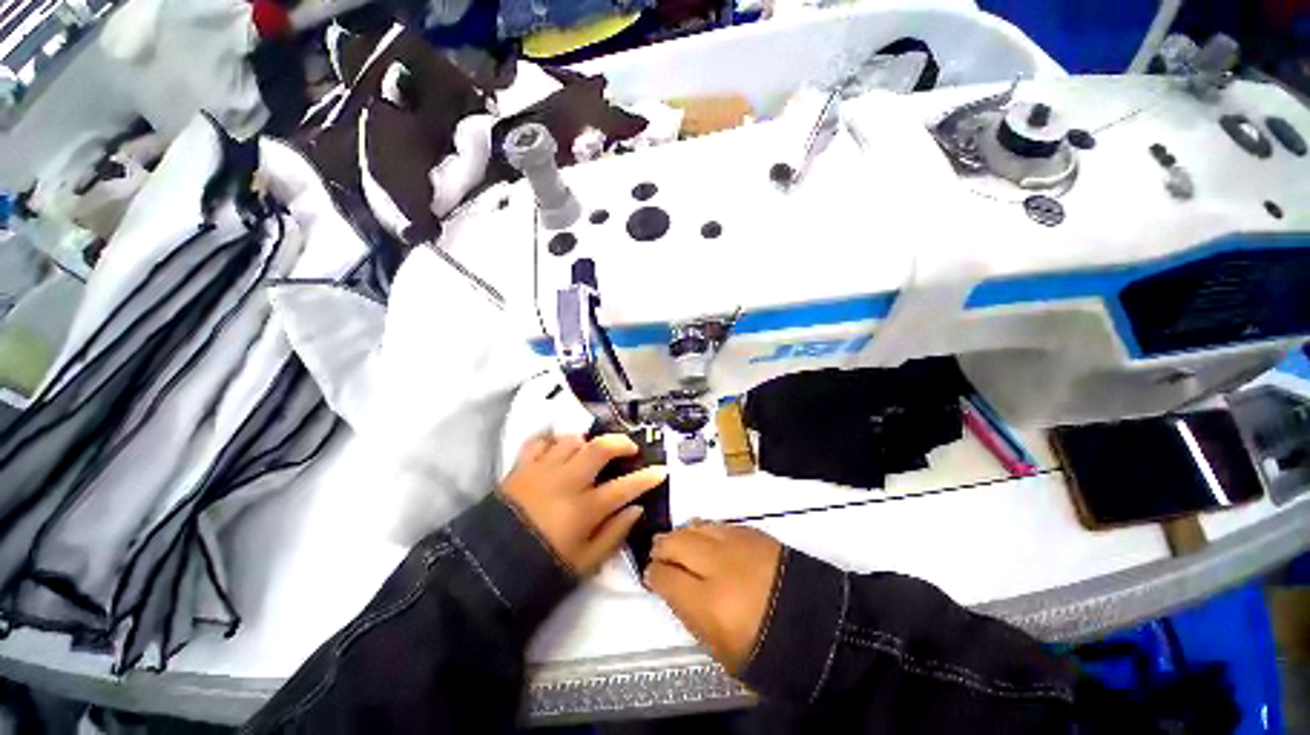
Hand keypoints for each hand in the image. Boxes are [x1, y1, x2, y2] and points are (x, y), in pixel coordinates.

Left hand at [500, 434, 665, 575]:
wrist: (488, 568)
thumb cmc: (542, 566)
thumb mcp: (585, 562)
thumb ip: (614, 533)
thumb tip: (636, 509)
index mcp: (585, 508)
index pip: (625, 486)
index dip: (647, 478)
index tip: (661, 471)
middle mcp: (567, 481)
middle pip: (600, 448)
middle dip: (620, 442)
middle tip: (629, 449)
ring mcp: (543, 470)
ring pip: (572, 440)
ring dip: (586, 443)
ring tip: (589, 453)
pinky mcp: (521, 467)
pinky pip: (539, 442)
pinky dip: (551, 442)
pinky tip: (557, 451)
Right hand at [645, 523, 782, 674]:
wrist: (818, 624)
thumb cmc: (768, 650)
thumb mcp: (722, 651)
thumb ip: (692, 617)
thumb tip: (674, 591)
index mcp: (708, 603)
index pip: (666, 577)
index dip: (654, 575)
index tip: (651, 575)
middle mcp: (717, 565)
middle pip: (676, 543)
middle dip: (662, 548)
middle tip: (658, 553)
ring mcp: (735, 544)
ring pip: (695, 528)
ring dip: (681, 534)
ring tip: (677, 542)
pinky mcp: (752, 532)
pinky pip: (717, 525)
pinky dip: (704, 529)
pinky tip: (702, 535)